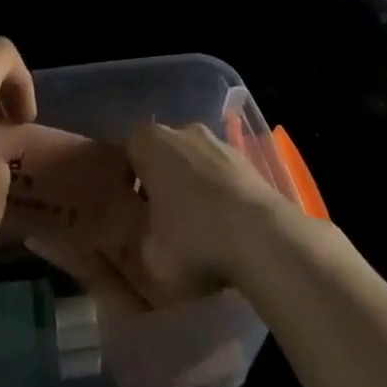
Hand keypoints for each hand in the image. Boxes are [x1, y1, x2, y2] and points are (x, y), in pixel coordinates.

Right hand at [126, 121, 298, 297]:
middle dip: (157, 182)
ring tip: (194, 228)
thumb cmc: (194, 239)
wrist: (263, 238)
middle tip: (157, 221)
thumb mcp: (147, 256)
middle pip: (160, 155)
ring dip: (189, 187)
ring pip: (192, 162)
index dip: (122, 183)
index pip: (124, 153)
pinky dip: (216, 193)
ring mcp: (218, 142)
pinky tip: (222, 226)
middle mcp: (182, 131)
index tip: (127, 213)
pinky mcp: (247, 160)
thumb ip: (132, 243)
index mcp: (149, 142)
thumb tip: (134, 240)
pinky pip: (219, 174)